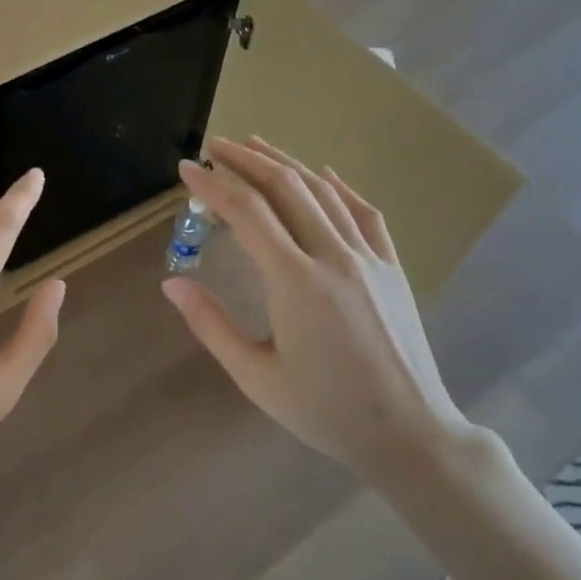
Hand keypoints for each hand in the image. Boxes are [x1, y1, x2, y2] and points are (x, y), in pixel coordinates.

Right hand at [162, 137, 481, 489]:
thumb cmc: (325, 410)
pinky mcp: (393, 267)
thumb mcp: (256, 375)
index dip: (213, 186)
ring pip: (323, 192)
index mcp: (295, 281)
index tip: (186, 169)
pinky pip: (364, 213)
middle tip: (215, 147)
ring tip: (255, 147)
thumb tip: (171, 284)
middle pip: (285, 188)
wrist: (409, 432)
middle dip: (246, 161)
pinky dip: (339, 187)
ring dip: (285, 164)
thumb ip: (210, 324)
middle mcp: (333, 256)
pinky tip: (323, 174)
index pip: (247, 213)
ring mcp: (370, 258)